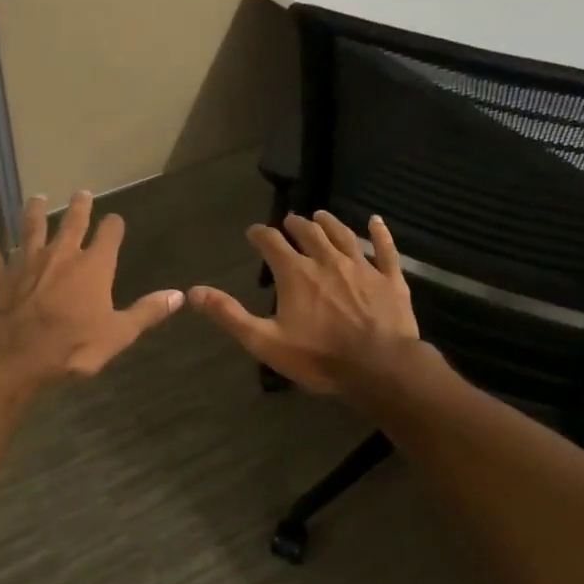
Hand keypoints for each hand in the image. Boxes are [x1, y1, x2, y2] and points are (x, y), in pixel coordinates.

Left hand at [0, 192, 182, 382]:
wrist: (16, 354)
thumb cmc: (73, 345)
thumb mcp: (119, 333)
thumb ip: (147, 312)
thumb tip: (181, 295)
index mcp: (94, 266)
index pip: (109, 235)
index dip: (114, 226)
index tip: (115, 219)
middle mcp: (61, 254)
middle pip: (72, 222)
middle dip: (79, 207)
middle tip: (81, 192)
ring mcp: (26, 261)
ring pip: (30, 228)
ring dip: (32, 211)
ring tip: (35, 196)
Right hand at [188, 211, 420, 396]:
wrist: (379, 367)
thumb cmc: (319, 357)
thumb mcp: (265, 341)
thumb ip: (230, 314)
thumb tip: (193, 292)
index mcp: (296, 273)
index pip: (271, 242)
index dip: (259, 235)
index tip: (253, 233)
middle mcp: (327, 260)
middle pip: (309, 232)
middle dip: (295, 225)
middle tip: (289, 222)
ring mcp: (362, 267)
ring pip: (343, 235)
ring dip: (329, 223)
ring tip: (320, 215)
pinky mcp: (390, 279)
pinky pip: (385, 249)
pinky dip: (380, 233)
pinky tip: (376, 221)